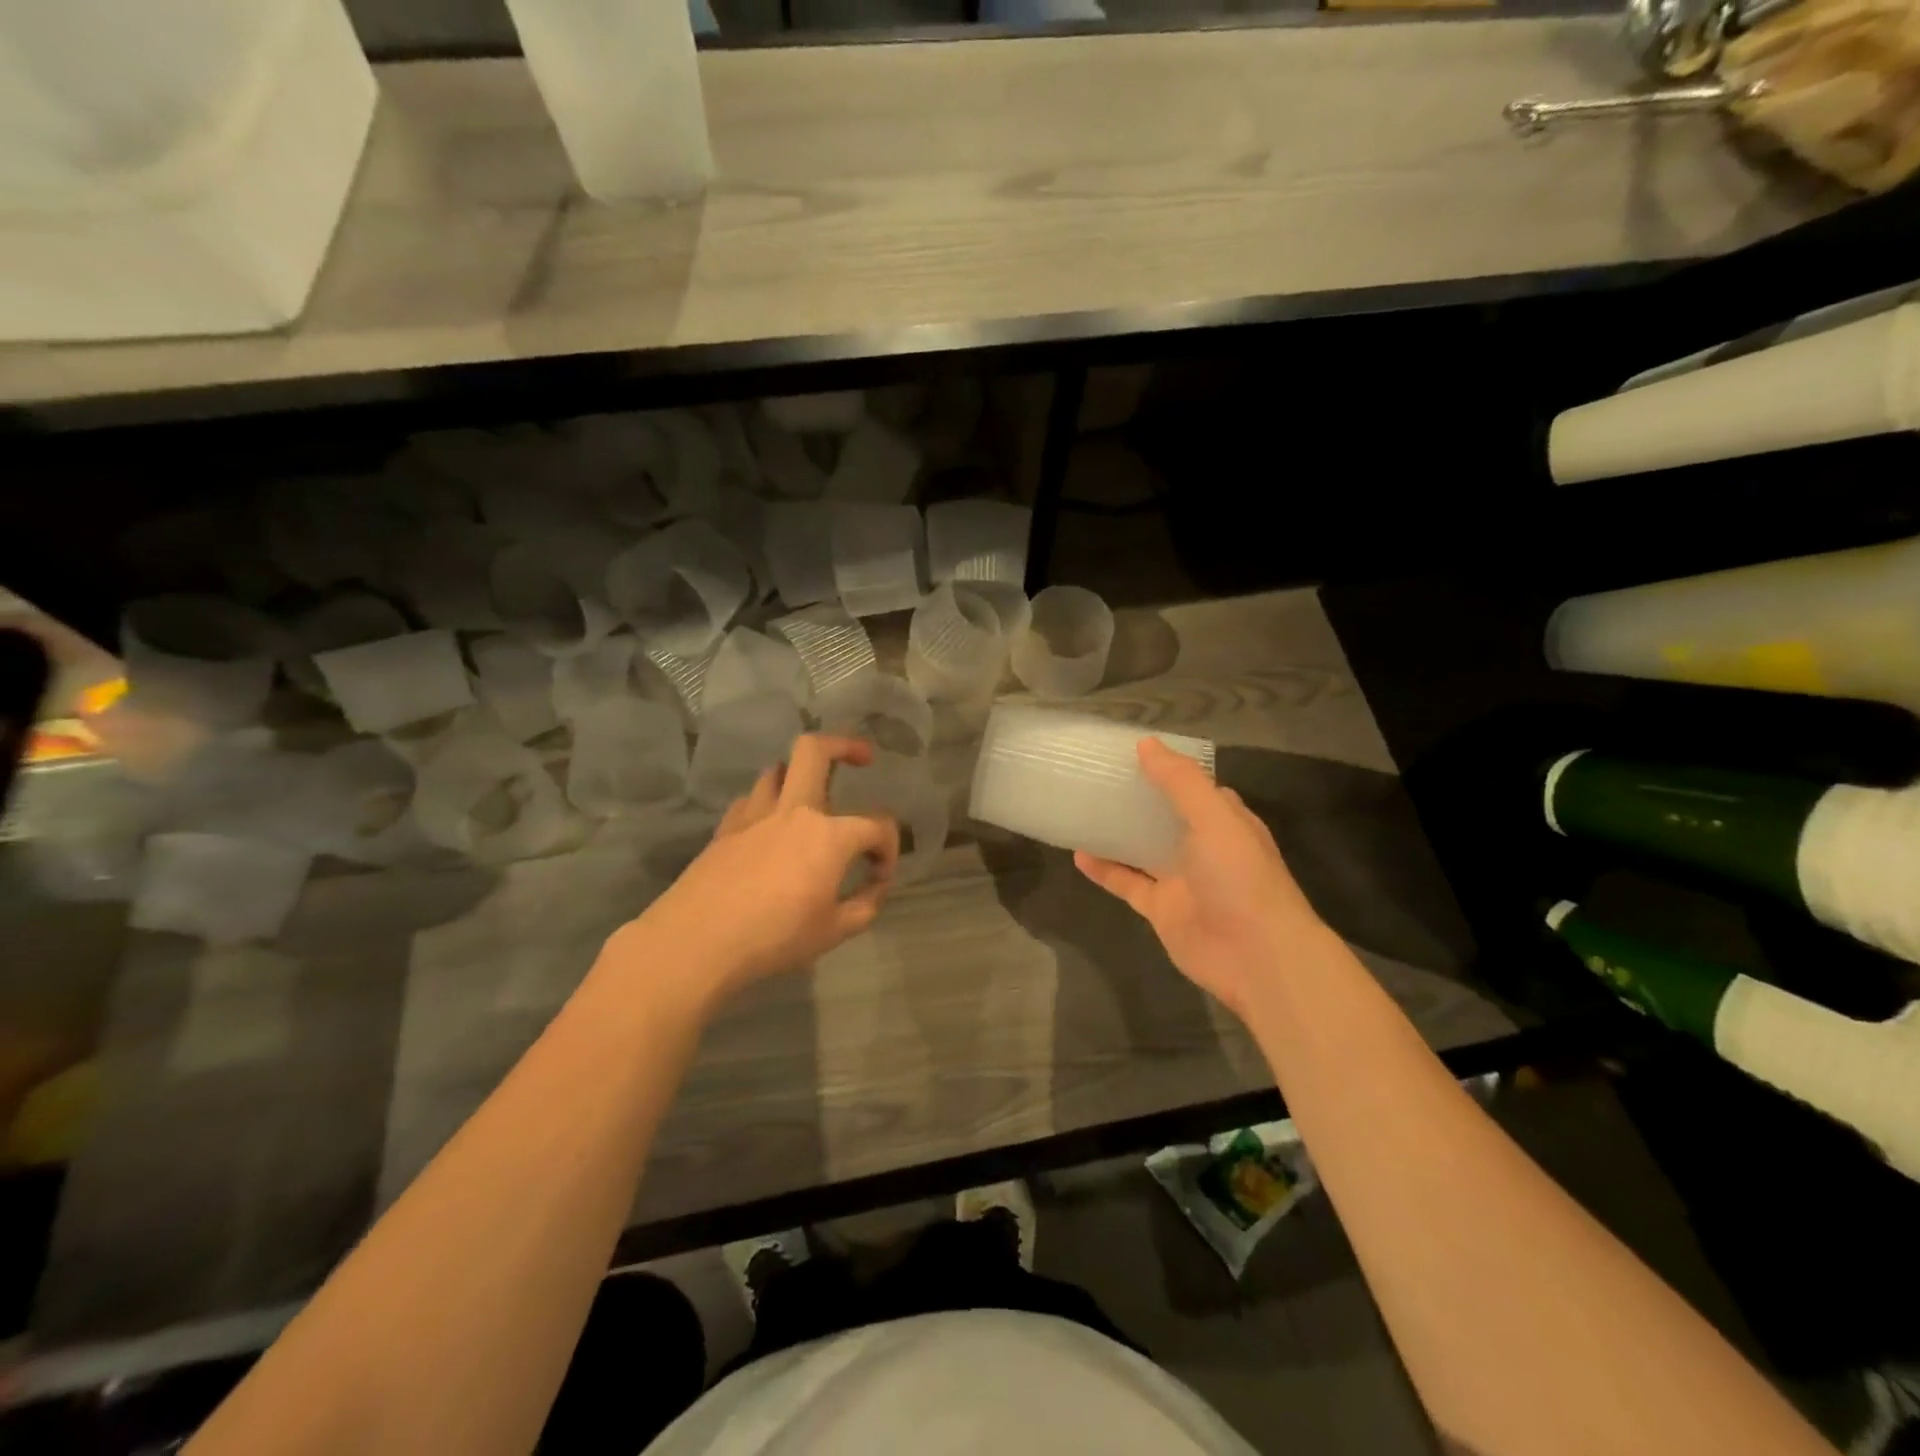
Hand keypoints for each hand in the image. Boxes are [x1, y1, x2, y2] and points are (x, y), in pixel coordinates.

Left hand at [609, 735, 899, 1014]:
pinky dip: (767, 804)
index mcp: (830, 835)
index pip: (877, 826)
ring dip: (799, 775)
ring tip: (811, 798)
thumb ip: (864, 906)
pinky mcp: (726, 829)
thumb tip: (875, 888)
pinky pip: (751, 800)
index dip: (889, 848)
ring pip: (777, 770)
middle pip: (815, 750)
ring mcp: (755, 815)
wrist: (697, 942)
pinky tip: (769, 828)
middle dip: (845, 745)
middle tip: (863, 758)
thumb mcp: (833, 932)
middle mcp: (794, 811)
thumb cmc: (774, 937)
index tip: (879, 877)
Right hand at [1075, 738, 1327, 1018]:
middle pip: (1164, 816)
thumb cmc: (1240, 876)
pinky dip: (1105, 870)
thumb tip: (1146, 744)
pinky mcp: (1161, 909)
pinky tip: (1077, 854)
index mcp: (1224, 820)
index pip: (1194, 787)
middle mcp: (1203, 847)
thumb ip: (1180, 781)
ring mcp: (1181, 879)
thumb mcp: (1214, 817)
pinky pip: (1127, 883)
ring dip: (1116, 833)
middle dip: (1136, 799)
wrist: (1256, 955)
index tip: (1130, 752)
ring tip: (1081, 809)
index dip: (1166, 770)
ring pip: (1142, 849)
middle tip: (1095, 777)